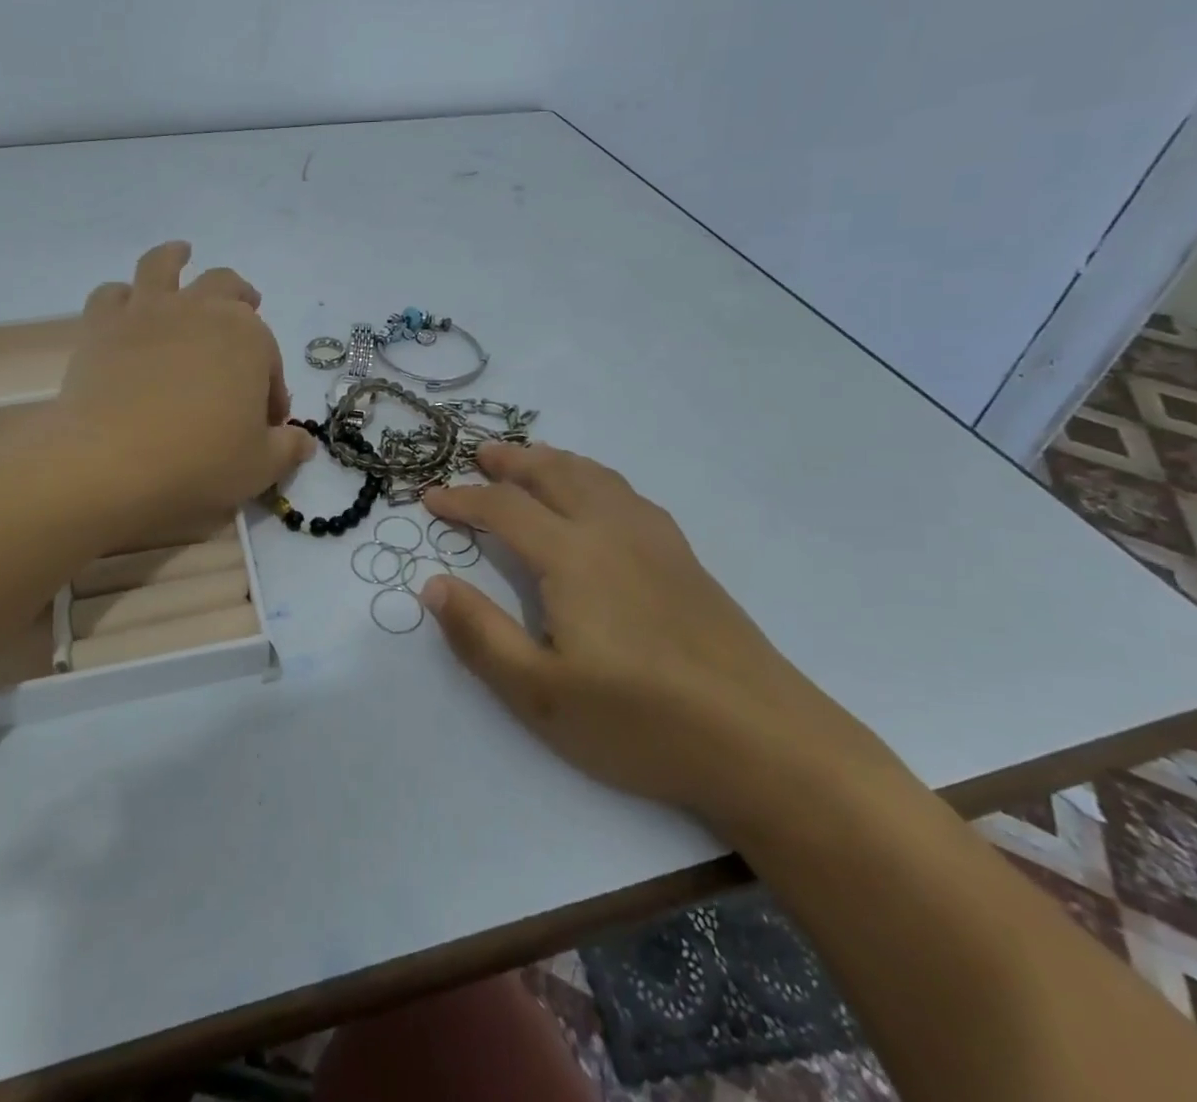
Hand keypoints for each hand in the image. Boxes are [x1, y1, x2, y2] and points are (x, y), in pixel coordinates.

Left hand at [51, 242, 314, 543]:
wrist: (112, 464)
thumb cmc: (200, 463)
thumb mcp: (261, 466)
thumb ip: (287, 448)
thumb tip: (303, 441)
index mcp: (249, 338)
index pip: (269, 360)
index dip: (271, 390)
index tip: (266, 422)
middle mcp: (202, 310)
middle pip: (227, 288)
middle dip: (240, 299)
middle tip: (245, 310)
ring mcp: (148, 312)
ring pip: (164, 265)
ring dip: (176, 257)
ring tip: (181, 254)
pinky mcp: (102, 326)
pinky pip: (111, 294)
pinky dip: (122, 296)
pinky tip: (126, 304)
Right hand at [421, 443, 896, 829]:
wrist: (766, 742)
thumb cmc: (642, 723)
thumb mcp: (541, 695)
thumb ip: (480, 635)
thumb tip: (434, 585)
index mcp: (572, 556)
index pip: (503, 508)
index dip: (462, 498)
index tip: (430, 497)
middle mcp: (612, 531)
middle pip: (554, 474)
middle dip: (511, 461)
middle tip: (479, 455)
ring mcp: (656, 541)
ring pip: (596, 477)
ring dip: (555, 461)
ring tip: (532, 460)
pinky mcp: (685, 559)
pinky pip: (628, 494)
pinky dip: (596, 478)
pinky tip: (600, 498)